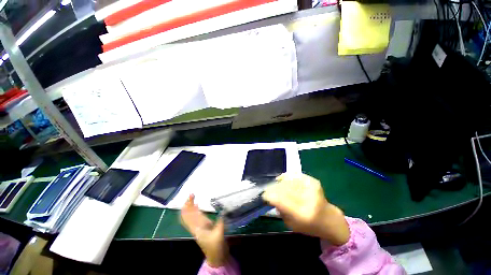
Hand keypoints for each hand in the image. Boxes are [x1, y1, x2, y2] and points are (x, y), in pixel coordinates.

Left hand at [180, 194, 228, 266]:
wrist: (217, 256)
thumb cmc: (216, 247)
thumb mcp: (219, 235)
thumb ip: (221, 222)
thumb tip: (223, 210)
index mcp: (197, 228)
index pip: (188, 216)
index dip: (187, 206)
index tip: (190, 196)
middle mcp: (196, 226)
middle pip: (188, 214)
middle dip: (188, 204)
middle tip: (192, 194)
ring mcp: (200, 226)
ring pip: (192, 215)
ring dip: (191, 206)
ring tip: (193, 197)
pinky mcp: (204, 226)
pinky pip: (197, 216)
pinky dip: (196, 211)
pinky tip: (198, 206)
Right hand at [262, 173, 349, 245]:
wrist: (329, 219)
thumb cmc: (308, 225)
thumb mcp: (291, 224)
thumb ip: (280, 209)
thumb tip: (270, 195)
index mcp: (303, 214)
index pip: (280, 200)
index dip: (269, 195)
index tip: (264, 195)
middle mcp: (308, 199)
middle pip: (283, 188)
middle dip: (273, 188)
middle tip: (268, 189)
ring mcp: (312, 188)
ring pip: (288, 181)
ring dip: (279, 183)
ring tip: (276, 185)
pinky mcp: (313, 181)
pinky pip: (295, 175)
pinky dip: (287, 177)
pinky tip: (283, 180)